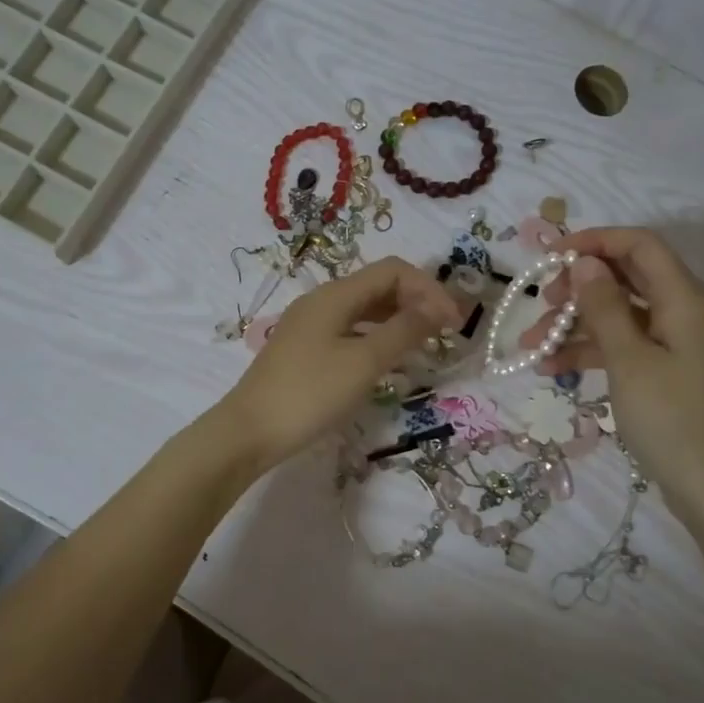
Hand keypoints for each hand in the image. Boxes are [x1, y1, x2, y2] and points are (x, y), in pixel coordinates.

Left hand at [218, 256, 459, 471]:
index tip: (453, 323)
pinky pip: (350, 331)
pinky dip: (376, 338)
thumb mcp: (364, 362)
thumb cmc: (310, 393)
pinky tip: (388, 361)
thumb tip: (438, 308)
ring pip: (364, 310)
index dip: (428, 289)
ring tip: (424, 346)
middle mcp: (322, 301)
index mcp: (336, 294)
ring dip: (398, 320)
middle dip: (416, 302)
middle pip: (378, 286)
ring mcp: (310, 325)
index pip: (393, 271)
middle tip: (446, 333)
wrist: (249, 431)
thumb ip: (403, 332)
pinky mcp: (305, 349)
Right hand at [521, 227, 703, 528]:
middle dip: (578, 288)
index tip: (550, 256)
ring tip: (532, 349)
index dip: (595, 241)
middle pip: (627, 280)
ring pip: (620, 317)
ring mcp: (679, 347)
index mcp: (687, 301)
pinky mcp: (671, 374)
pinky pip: (627, 348)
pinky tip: (553, 369)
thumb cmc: (674, 422)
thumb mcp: (630, 361)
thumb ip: (605, 306)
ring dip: (576, 326)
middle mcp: (686, 314)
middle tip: (541, 306)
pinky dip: (592, 352)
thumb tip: (585, 262)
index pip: (640, 246)